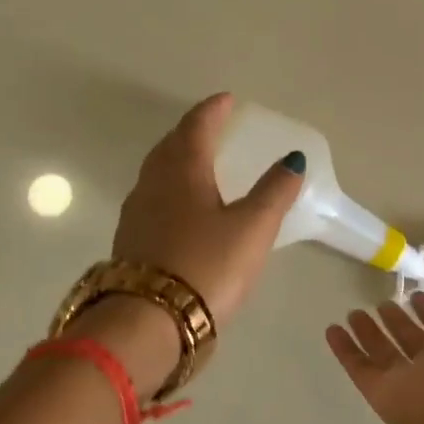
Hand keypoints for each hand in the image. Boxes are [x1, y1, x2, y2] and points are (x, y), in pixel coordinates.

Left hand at [112, 92, 305, 327]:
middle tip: (211, 128)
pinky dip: (169, 190)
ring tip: (198, 164)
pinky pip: (151, 200)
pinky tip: (181, 209)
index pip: (196, 127)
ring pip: (156, 173)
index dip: (212, 110)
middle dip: (191, 132)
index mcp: (182, 171)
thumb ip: (274, 193)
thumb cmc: (207, 266)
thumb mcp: (252, 228)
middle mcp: (152, 185)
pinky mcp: (131, 243)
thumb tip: (292, 160)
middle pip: (170, 146)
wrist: (149, 323)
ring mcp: (136, 214)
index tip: (226, 100)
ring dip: (177, 160)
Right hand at [326, 243, 423, 423]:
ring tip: (354, 312)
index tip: (415, 289)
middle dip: (399, 320)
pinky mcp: (383, 395)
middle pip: (415, 339)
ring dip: (371, 333)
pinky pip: (361, 369)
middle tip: (382, 302)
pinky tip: (332, 330)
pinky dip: (346, 351)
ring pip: (387, 354)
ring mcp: (411, 381)